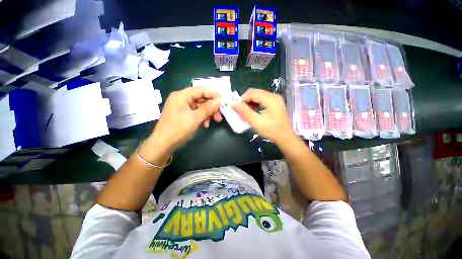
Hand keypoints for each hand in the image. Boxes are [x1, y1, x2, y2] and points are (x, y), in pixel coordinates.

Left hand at [149, 87, 221, 152]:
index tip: (223, 101)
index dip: (213, 94)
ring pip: (200, 106)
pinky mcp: (184, 114)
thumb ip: (208, 108)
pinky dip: (203, 117)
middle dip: (212, 106)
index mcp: (181, 96)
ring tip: (216, 120)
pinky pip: (197, 112)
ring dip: (209, 113)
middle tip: (220, 114)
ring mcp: (183, 107)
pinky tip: (206, 124)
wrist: (164, 144)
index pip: (200, 90)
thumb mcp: (195, 118)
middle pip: (201, 98)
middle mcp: (182, 99)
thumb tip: (220, 101)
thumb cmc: (178, 129)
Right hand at [232, 89, 295, 144]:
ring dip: (250, 102)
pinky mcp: (275, 103)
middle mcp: (274, 96)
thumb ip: (244, 112)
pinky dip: (255, 104)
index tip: (236, 108)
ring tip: (246, 112)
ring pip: (258, 96)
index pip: (252, 92)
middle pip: (255, 93)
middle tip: (240, 110)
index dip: (242, 99)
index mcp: (271, 99)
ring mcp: (275, 99)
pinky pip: (262, 100)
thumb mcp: (256, 122)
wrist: (285, 138)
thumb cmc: (271, 131)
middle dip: (246, 100)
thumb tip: (233, 104)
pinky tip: (253, 111)